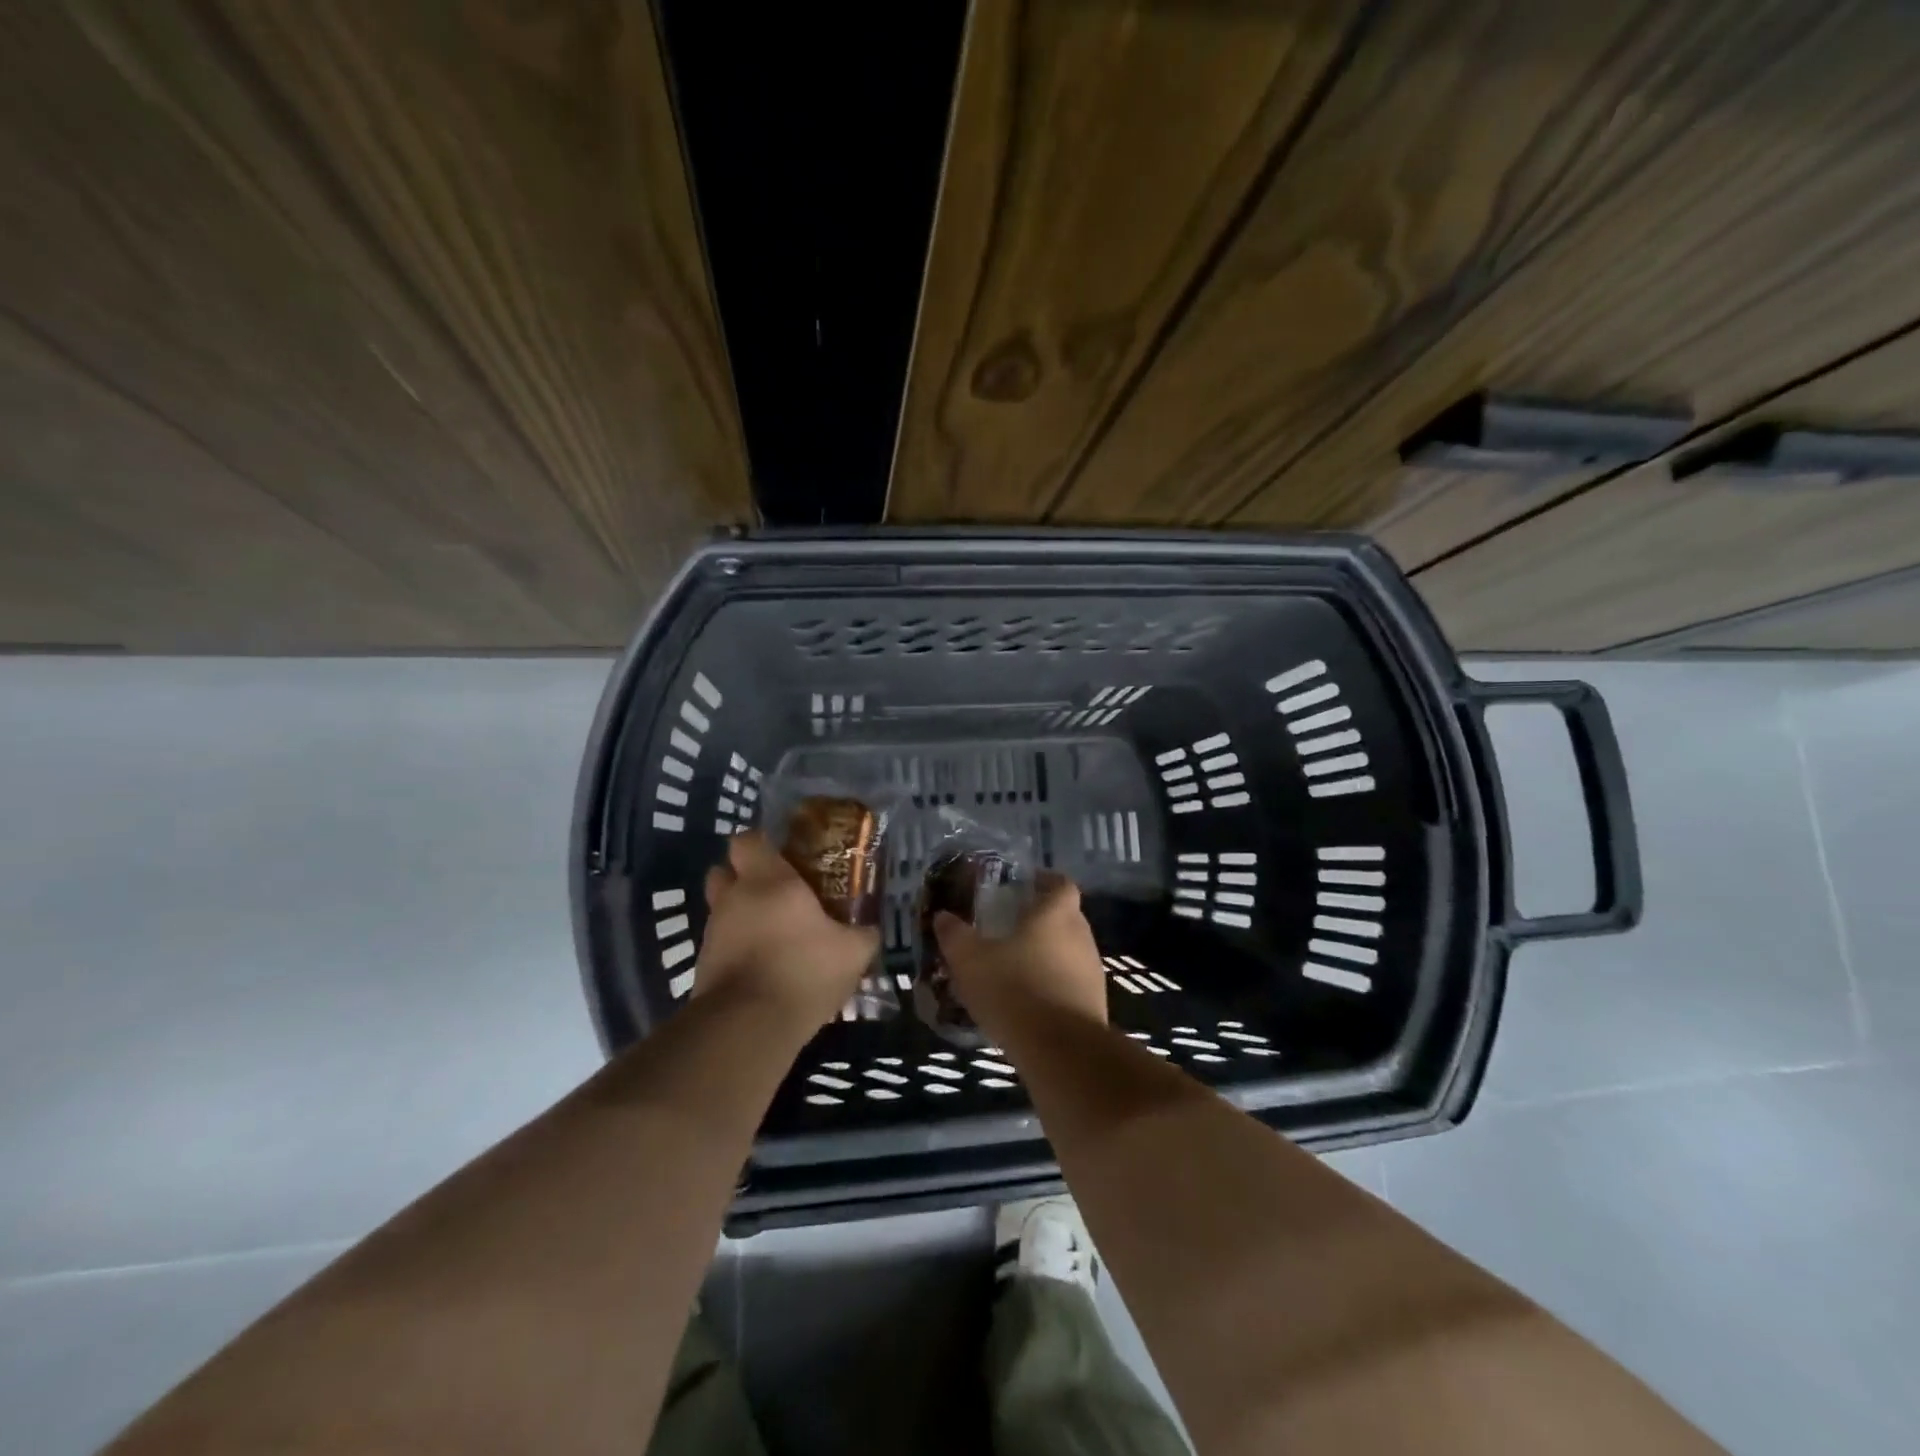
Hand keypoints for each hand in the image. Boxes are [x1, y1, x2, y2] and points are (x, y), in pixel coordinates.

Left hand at [695, 832, 879, 1032]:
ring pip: (721, 909)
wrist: (747, 1026)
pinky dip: (735, 948)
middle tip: (773, 892)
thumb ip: (863, 934)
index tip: (782, 856)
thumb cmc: (803, 970)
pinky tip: (762, 966)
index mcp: (768, 880)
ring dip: (739, 915)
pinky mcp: (702, 965)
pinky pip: (720, 944)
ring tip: (771, 934)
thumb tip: (870, 929)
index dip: (761, 844)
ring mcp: (713, 932)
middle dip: (742, 877)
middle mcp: (734, 897)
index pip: (747, 840)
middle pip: (723, 871)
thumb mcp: (852, 953)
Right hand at [932, 872, 1106, 1037]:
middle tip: (1009, 929)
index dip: (1043, 882)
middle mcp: (1081, 936)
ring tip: (1014, 969)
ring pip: (1069, 953)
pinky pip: (1071, 984)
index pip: (1060, 884)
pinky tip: (1027, 1003)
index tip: (1021, 888)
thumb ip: (955, 935)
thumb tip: (943, 916)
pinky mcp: (1094, 1005)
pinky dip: (1052, 986)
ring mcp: (1092, 972)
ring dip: (1046, 956)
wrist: (1061, 1052)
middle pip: (1065, 917)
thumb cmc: (1015, 990)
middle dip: (1040, 921)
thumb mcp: (970, 960)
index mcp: (1057, 914)